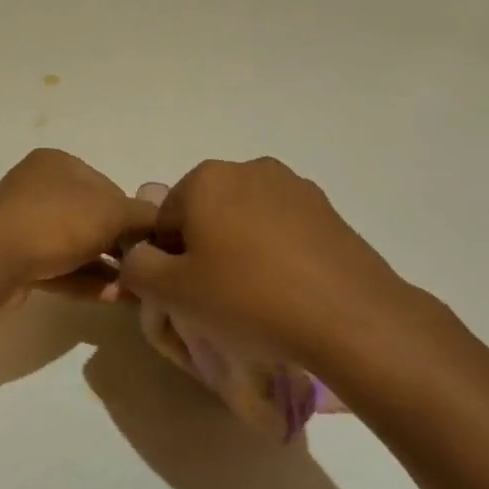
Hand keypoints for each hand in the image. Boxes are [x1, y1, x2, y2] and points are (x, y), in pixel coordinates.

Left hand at [0, 149, 156, 292]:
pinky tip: (111, 298)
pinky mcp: (14, 259)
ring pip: (75, 246)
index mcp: (58, 164)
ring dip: (105, 269)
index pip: (108, 187)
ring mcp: (22, 224)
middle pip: (91, 218)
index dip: (133, 215)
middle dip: (120, 246)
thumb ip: (144, 216)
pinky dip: (84, 281)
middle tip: (145, 271)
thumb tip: (163, 225)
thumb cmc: (56, 223)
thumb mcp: (113, 212)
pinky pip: (58, 268)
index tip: (152, 242)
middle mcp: (37, 188)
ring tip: (134, 292)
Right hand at [117, 158, 431, 373]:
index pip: (164, 219)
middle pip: (205, 213)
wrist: (351, 319)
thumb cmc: (247, 299)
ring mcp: (295, 187)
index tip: (186, 292)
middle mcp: (249, 168)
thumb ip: (137, 266)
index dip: (167, 260)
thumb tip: (142, 254)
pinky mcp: (329, 211)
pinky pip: (282, 230)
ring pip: (244, 221)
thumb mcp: (170, 291)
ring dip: (239, 251)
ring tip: (255, 297)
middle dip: (203, 250)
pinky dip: (275, 254)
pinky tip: (286, 291)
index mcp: (206, 178)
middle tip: (217, 296)